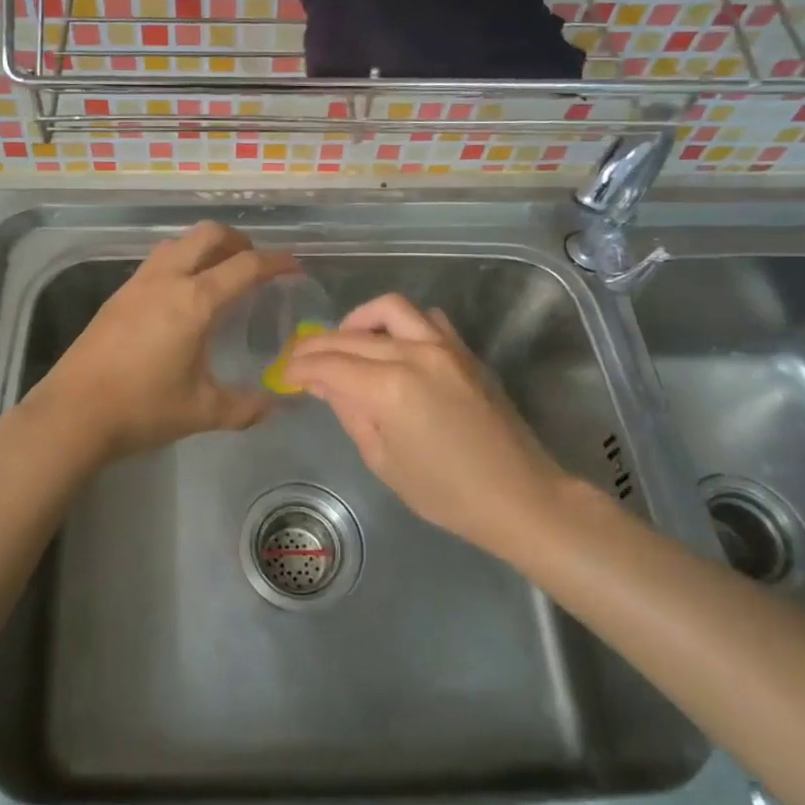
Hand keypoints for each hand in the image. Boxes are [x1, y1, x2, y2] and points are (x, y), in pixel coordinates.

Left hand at [31, 222, 296, 460]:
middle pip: (208, 235)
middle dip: (238, 241)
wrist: (73, 413)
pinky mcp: (118, 295)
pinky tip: (182, 296)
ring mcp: (137, 283)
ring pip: (178, 243)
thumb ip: (245, 407)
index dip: (275, 262)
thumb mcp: (202, 411)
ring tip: (220, 274)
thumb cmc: (142, 409)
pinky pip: (158, 261)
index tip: (294, 266)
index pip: (245, 266)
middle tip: (254, 265)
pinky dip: (181, 262)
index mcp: (194, 301)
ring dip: (205, 247)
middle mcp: (167, 279)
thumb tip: (274, 407)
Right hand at [285, 294, 568, 558]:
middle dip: (318, 344)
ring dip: (359, 320)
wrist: (519, 496)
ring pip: (389, 309)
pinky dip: (401, 324)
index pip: (330, 364)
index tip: (285, 372)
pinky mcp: (464, 351)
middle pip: (351, 336)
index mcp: (389, 389)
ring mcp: (444, 346)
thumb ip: (350, 412)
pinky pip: (426, 319)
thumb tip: (324, 383)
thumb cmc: (445, 493)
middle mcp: (414, 354)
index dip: (301, 366)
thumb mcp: (383, 460)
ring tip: (346, 342)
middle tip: (301, 359)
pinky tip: (393, 345)